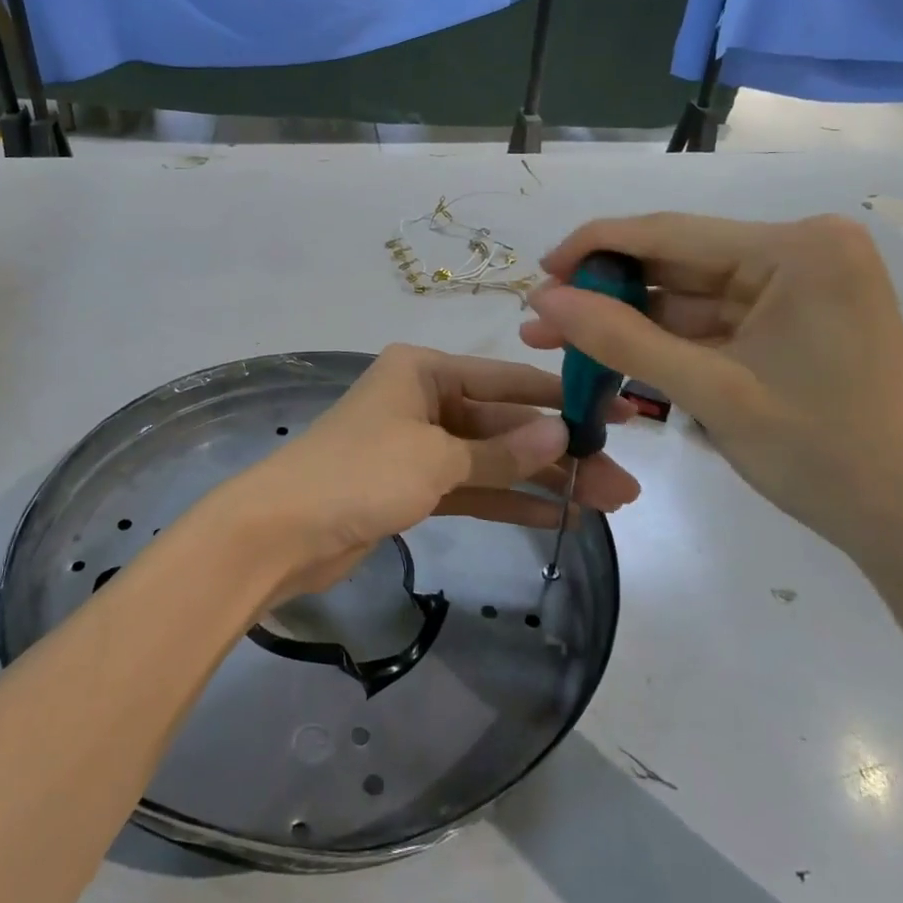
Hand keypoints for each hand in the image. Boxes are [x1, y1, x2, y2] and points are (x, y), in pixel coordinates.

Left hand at [207, 344, 639, 602]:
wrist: (280, 532)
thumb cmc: (358, 473)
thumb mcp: (436, 457)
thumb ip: (501, 452)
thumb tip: (563, 433)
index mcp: (423, 370)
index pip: (507, 380)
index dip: (563, 399)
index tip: (616, 414)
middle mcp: (423, 400)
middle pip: (503, 424)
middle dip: (560, 452)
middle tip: (623, 480)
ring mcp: (417, 446)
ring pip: (491, 460)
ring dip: (543, 480)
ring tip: (606, 503)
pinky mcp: (411, 488)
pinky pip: (471, 488)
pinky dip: (508, 500)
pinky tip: (557, 516)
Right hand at [520, 213, 902, 577]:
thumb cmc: (826, 453)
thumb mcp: (711, 392)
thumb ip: (620, 339)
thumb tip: (543, 299)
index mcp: (798, 249)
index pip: (672, 232)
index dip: (595, 248)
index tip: (537, 271)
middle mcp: (803, 255)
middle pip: (681, 266)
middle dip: (609, 296)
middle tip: (543, 321)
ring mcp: (804, 293)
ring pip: (694, 301)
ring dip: (632, 325)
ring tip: (563, 346)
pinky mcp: (800, 329)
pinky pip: (718, 328)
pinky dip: (670, 347)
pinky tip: (618, 361)